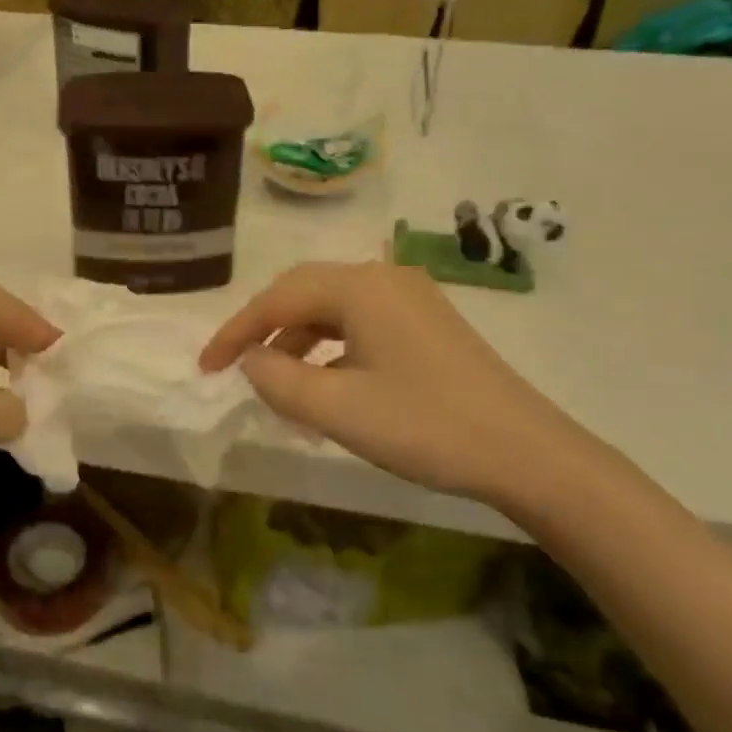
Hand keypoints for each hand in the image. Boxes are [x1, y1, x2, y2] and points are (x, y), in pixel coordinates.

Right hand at [200, 261, 598, 512]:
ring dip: (297, 341)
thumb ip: (278, 381)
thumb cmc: (425, 426)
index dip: (235, 332)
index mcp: (360, 287)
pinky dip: (330, 349)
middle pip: (304, 293)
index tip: (205, 367)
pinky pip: (360, 324)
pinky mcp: (427, 324)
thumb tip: (251, 361)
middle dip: (264, 329)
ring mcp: (410, 299)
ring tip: (278, 384)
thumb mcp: (337, 409)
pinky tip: (326, 384)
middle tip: (235, 367)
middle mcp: (384, 278)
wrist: (526, 453)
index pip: (277, 298)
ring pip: (333, 309)